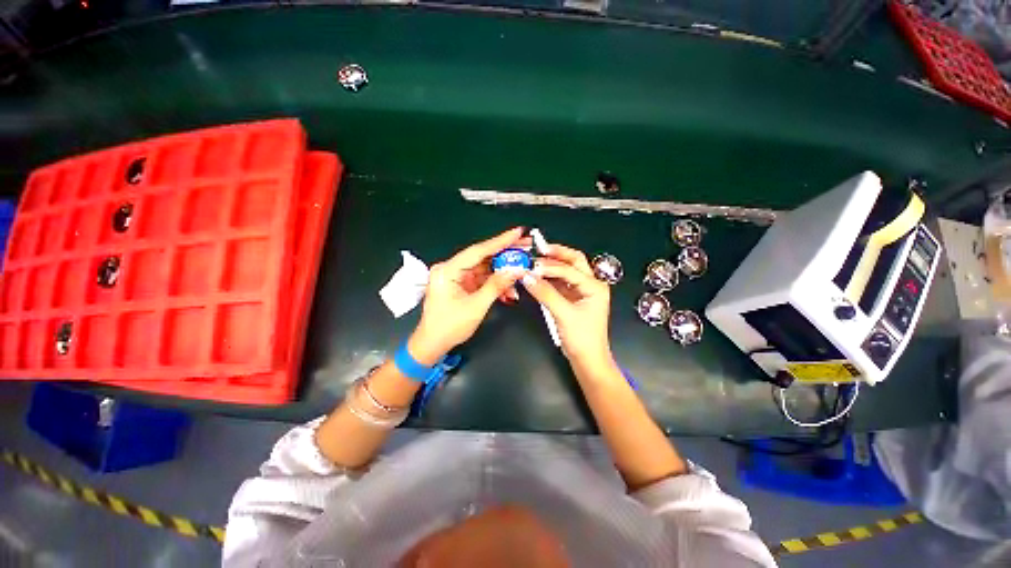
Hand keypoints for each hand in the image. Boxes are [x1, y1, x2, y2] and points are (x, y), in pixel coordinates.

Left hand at [408, 228, 527, 364]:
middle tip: (526, 247)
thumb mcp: (476, 306)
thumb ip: (496, 286)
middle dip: (505, 254)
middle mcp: (451, 268)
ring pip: (484, 267)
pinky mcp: (462, 284)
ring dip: (503, 270)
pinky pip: (482, 278)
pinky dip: (496, 282)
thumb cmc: (449, 327)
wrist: (433, 344)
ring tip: (522, 268)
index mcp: (448, 270)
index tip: (518, 232)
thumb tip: (515, 270)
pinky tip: (509, 287)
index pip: (478, 251)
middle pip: (482, 256)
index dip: (500, 241)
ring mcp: (456, 276)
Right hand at [520, 243, 615, 371]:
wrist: (587, 360)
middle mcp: (590, 284)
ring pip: (567, 270)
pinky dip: (549, 278)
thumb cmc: (582, 338)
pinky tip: (538, 276)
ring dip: (552, 265)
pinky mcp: (572, 298)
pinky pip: (560, 282)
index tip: (531, 265)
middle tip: (538, 249)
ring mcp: (581, 291)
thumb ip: (545, 294)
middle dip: (557, 254)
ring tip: (535, 261)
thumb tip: (527, 276)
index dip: (550, 266)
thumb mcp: (563, 314)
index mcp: (595, 286)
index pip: (570, 269)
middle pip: (574, 261)